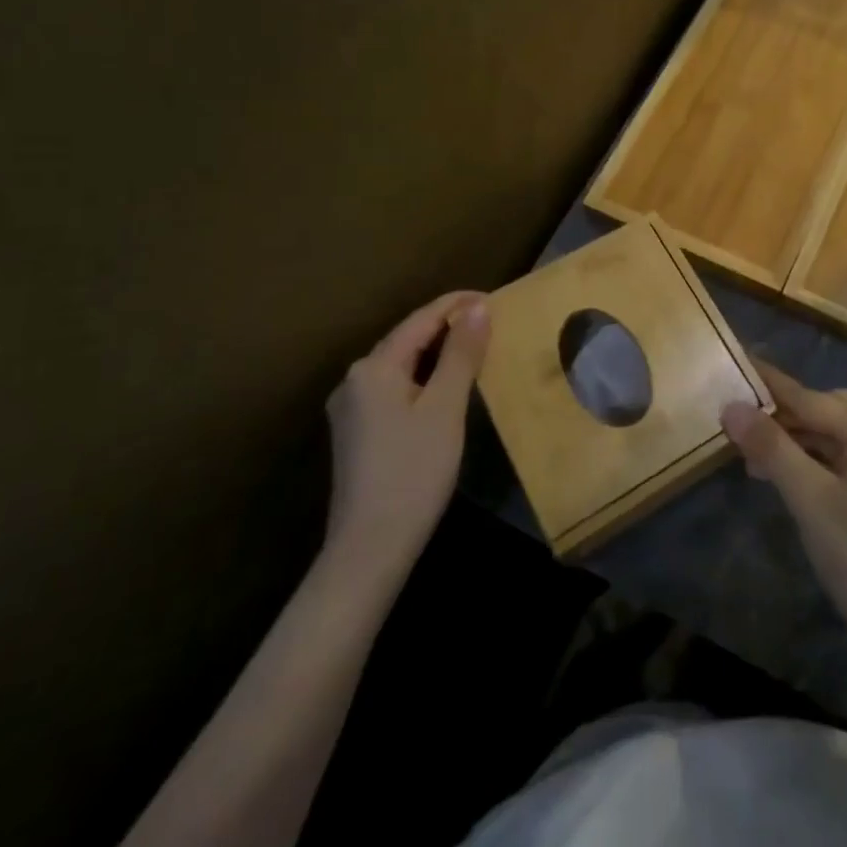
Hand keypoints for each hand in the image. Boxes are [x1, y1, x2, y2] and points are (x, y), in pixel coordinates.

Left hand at [323, 291, 489, 581]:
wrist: (369, 549)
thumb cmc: (413, 471)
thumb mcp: (445, 407)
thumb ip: (461, 354)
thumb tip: (478, 308)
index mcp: (373, 367)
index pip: (421, 320)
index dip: (457, 305)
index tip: (494, 297)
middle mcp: (355, 380)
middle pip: (408, 340)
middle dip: (448, 327)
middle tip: (491, 322)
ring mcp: (352, 409)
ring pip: (402, 365)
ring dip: (438, 352)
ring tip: (476, 348)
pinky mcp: (358, 433)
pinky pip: (396, 388)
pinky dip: (424, 377)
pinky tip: (446, 386)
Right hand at [722, 362, 846, 648]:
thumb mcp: (808, 498)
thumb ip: (771, 447)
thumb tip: (732, 406)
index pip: (809, 397)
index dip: (771, 383)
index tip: (740, 361)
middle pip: (825, 410)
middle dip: (783, 414)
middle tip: (742, 420)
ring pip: (834, 435)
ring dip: (797, 440)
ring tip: (754, 454)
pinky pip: (845, 457)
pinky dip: (815, 459)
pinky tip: (788, 475)